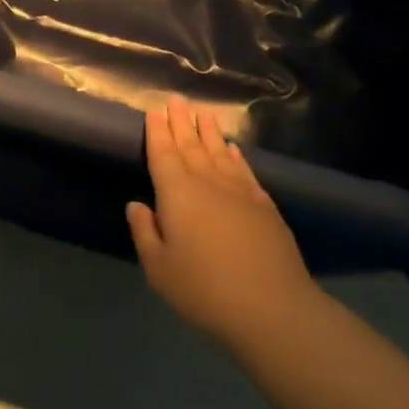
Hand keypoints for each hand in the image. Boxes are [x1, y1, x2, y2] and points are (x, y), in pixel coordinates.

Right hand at [126, 97, 319, 349]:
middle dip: (182, 122)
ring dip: (210, 131)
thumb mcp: (159, 269)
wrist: (272, 308)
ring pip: (219, 152)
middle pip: (191, 145)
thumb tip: (136, 205)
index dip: (158, 131)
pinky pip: (245, 171)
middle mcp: (207, 182)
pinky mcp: (264, 205)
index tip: (155, 110)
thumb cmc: (204, 289)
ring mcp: (239, 191)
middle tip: (177, 99)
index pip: (163, 153)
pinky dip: (237, 156)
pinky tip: (234, 149)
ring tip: (204, 112)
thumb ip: (145, 233)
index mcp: (177, 193)